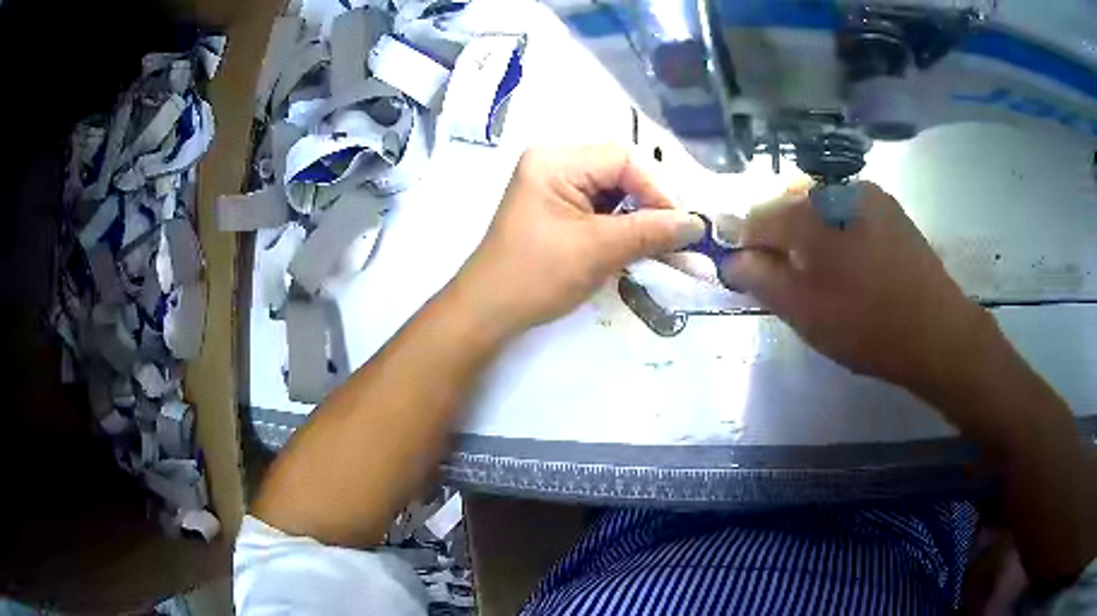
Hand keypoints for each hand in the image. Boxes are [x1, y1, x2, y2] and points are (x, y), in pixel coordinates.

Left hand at [454, 144, 703, 334]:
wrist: (488, 312)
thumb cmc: (535, 276)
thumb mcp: (597, 251)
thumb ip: (650, 232)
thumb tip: (697, 224)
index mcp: (556, 160)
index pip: (624, 158)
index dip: (659, 188)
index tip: (682, 226)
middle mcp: (556, 162)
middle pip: (622, 170)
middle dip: (653, 202)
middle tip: (678, 234)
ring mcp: (557, 185)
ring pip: (617, 190)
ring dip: (643, 216)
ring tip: (665, 243)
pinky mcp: (561, 209)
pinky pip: (604, 207)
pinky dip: (626, 225)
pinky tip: (642, 244)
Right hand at [721, 182, 992, 389]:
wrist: (936, 331)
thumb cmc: (865, 325)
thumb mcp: (802, 311)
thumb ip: (758, 279)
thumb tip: (731, 259)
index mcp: (808, 211)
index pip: (755, 218)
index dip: (746, 248)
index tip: (754, 278)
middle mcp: (834, 188)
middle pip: (787, 207)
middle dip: (779, 240)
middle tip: (792, 282)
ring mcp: (866, 194)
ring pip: (818, 207)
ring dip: (809, 236)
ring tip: (825, 276)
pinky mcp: (888, 207)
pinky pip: (846, 212)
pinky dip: (837, 233)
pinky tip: (853, 265)